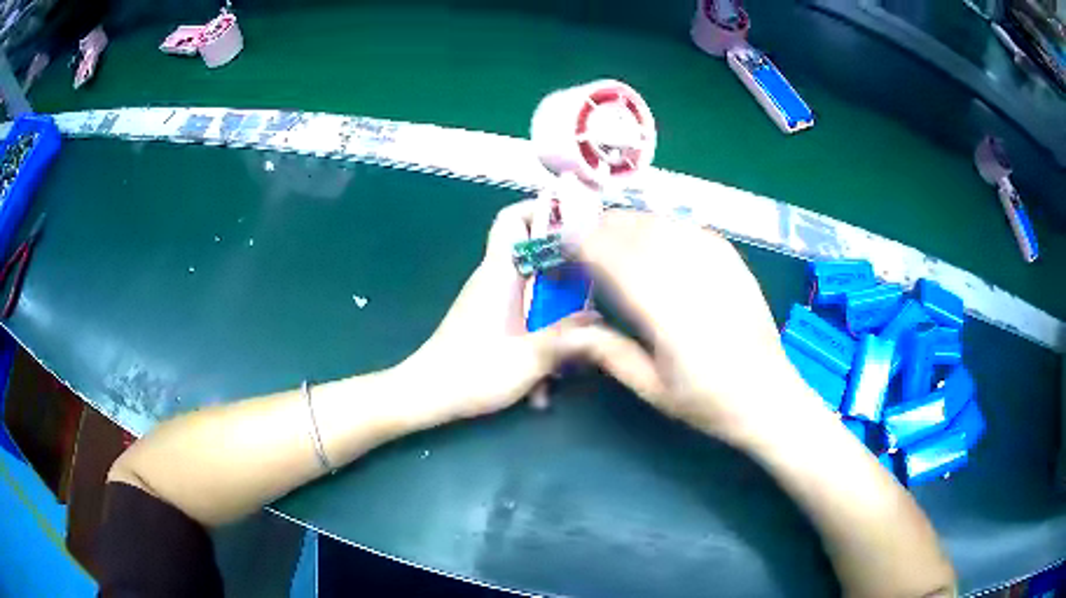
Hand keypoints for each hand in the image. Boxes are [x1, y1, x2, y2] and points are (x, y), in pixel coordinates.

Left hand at [395, 201, 599, 425]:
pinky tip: (553, 363)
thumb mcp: (531, 357)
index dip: (542, 211)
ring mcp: (491, 299)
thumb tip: (600, 321)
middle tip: (596, 280)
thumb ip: (568, 337)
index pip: (513, 218)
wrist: (429, 394)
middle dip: (565, 263)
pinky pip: (524, 308)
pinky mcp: (491, 319)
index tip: (577, 223)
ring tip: (582, 326)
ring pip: (533, 283)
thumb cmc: (474, 371)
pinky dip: (541, 325)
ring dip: (556, 303)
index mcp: (499, 272)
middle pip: (532, 250)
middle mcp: (494, 278)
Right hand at [572, 211, 824, 446]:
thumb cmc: (708, 401)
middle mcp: (690, 276)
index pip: (613, 257)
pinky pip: (689, 228)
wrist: (768, 395)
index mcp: (666, 311)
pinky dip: (662, 226)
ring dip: (628, 223)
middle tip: (577, 237)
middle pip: (635, 230)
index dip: (580, 242)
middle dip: (599, 226)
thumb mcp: (652, 389)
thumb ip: (608, 353)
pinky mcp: (732, 260)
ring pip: (661, 223)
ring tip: (609, 235)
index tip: (558, 243)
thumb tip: (564, 332)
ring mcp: (716, 263)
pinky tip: (653, 237)